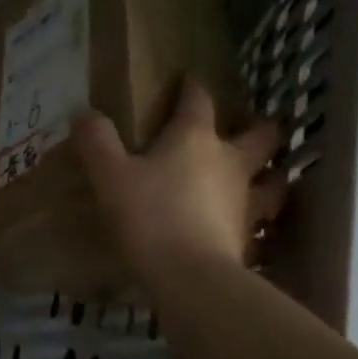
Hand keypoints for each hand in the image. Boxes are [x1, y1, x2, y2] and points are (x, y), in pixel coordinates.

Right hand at [73, 82, 286, 283]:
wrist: (191, 278)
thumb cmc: (150, 216)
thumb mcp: (110, 176)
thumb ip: (97, 141)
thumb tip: (84, 113)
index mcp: (195, 138)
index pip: (199, 99)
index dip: (192, 88)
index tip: (187, 81)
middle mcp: (229, 162)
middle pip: (260, 136)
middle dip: (258, 129)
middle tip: (248, 130)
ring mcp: (246, 201)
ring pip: (273, 181)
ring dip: (271, 177)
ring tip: (264, 179)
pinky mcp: (249, 238)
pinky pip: (262, 223)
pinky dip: (259, 222)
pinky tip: (248, 228)